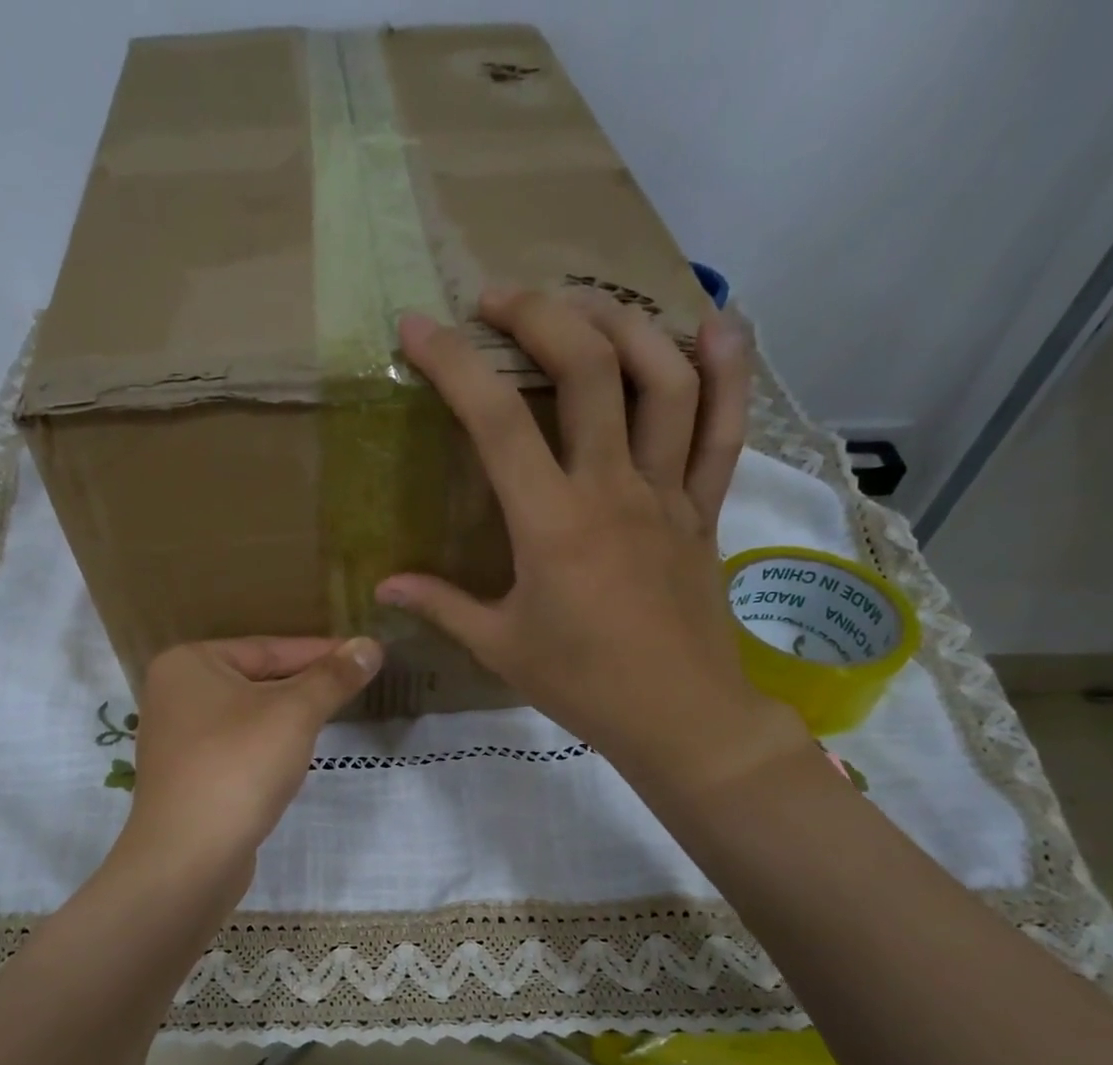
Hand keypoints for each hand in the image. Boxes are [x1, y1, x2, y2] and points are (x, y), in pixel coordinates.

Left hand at [118, 637, 381, 893]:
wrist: (189, 857)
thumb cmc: (239, 767)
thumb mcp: (295, 714)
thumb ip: (333, 678)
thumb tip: (371, 646)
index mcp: (189, 663)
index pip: (268, 647)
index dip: (321, 652)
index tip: (364, 655)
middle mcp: (175, 694)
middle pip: (257, 679)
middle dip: (306, 685)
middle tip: (356, 684)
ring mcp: (178, 738)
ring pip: (249, 715)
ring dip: (289, 717)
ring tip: (333, 715)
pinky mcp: (189, 776)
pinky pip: (238, 746)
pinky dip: (268, 746)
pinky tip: (295, 756)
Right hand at [376, 287, 808, 798]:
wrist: (678, 716)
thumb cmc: (582, 685)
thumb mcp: (500, 648)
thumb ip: (442, 606)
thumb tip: (385, 586)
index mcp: (551, 524)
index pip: (494, 420)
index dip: (452, 363)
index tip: (417, 327)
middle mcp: (613, 489)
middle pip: (587, 369)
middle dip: (539, 314)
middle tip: (498, 299)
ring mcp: (667, 493)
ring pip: (664, 380)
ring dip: (624, 324)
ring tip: (584, 306)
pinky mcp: (704, 510)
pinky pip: (724, 431)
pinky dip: (727, 373)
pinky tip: (714, 326)